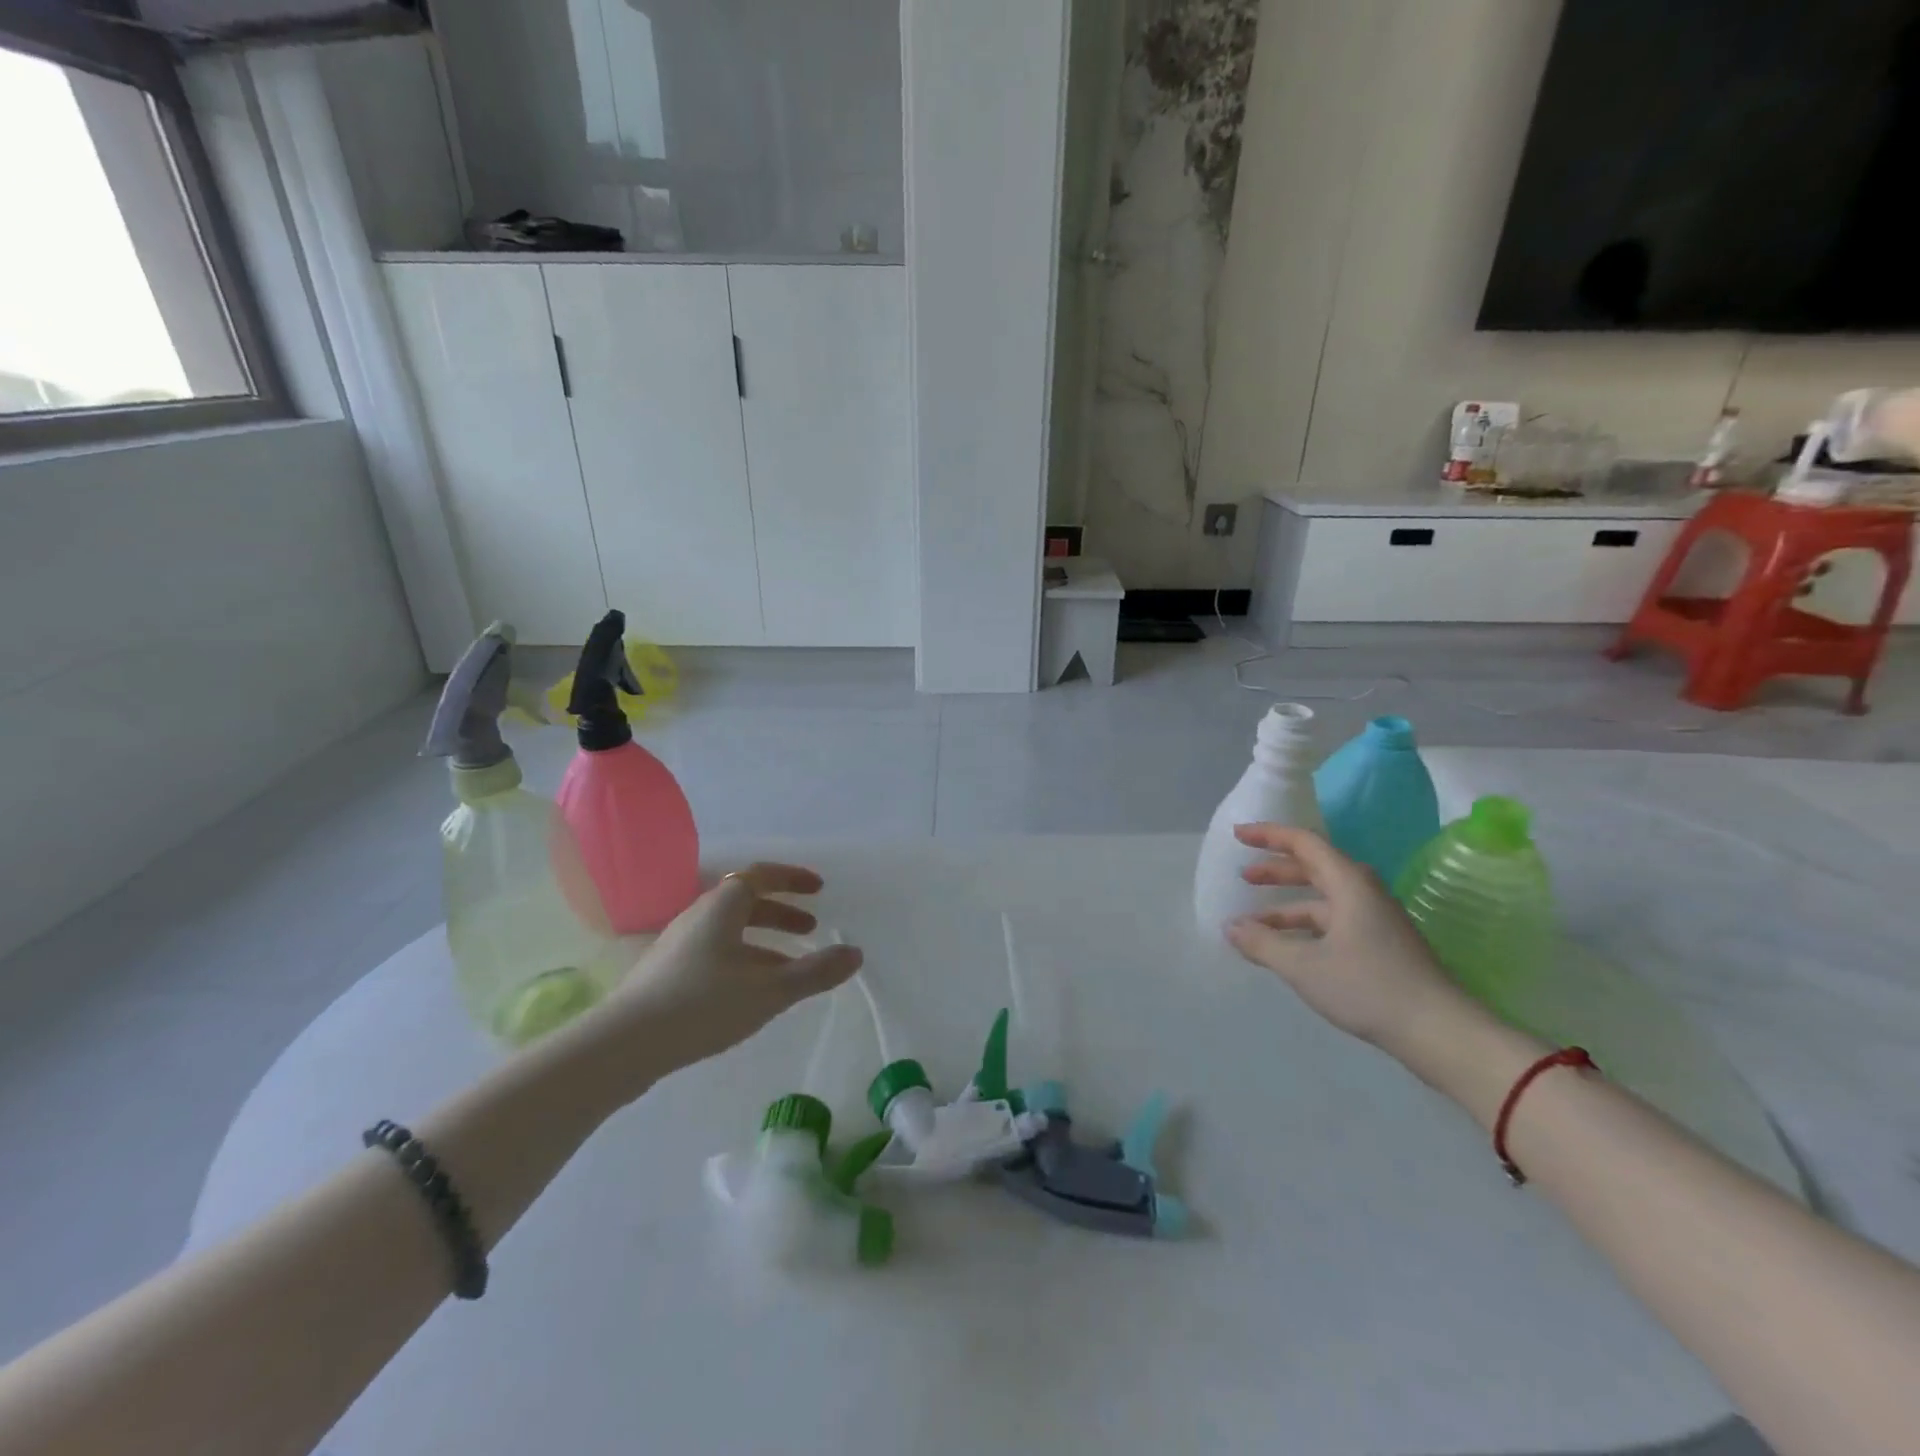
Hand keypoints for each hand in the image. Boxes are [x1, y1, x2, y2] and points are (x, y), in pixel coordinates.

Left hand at [585, 863, 862, 1096]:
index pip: (761, 875)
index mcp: (722, 906)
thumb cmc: (702, 1004)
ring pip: (730, 930)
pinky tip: (751, 992)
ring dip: (764, 939)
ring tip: (789, 966)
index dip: (792, 878)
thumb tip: (855, 954)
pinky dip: (743, 958)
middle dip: (782, 912)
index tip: (819, 888)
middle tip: (811, 927)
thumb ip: (815, 972)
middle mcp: (698, 916)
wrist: (623, 1046)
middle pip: (746, 902)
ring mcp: (678, 944)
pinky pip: (716, 951)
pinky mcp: (666, 973)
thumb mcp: (769, 990)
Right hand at [1224, 824, 1476, 1058]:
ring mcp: (1375, 920)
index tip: (1239, 835)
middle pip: (1314, 868)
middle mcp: (1363, 893)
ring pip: (1323, 900)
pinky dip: (1305, 927)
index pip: (1304, 843)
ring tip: (1255, 923)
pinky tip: (1287, 948)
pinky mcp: (1381, 945)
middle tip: (1244, 876)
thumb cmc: (1368, 987)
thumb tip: (1230, 927)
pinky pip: (1333, 922)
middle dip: (1276, 870)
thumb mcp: (1304, 966)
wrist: (1440, 1032)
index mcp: (1348, 883)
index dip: (1269, 835)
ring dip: (1287, 906)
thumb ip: (1262, 943)